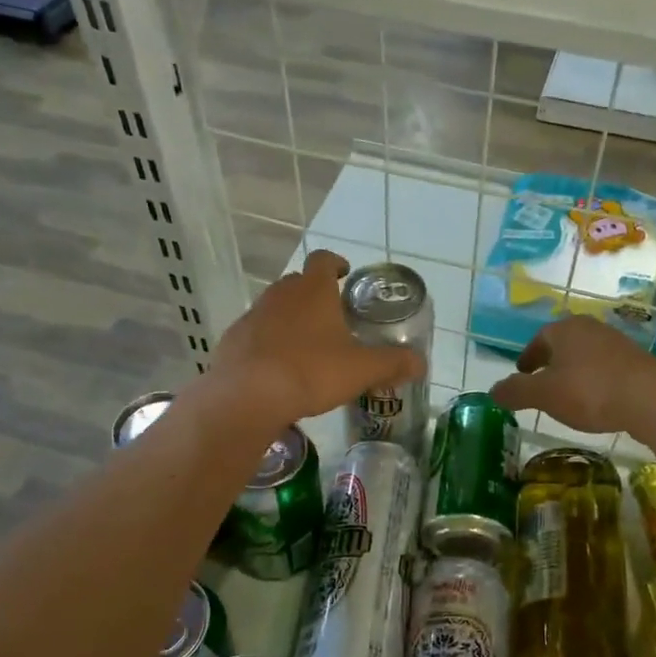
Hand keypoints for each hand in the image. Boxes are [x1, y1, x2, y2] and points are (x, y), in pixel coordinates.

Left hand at [212, 251, 423, 423]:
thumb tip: (421, 364)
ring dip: (291, 318)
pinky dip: (269, 342)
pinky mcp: (233, 339)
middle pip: (298, 282)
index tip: (345, 274)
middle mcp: (281, 294)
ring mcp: (253, 315)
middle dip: (314, 294)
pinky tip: (279, 368)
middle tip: (332, 317)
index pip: (324, 260)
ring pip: (276, 307)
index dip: (336, 263)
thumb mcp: (361, 370)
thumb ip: (393, 363)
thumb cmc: (311, 372)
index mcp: (313, 290)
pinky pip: (256, 333)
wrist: (247, 396)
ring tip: (308, 346)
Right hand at [491, 317, 655, 434]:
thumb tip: (493, 390)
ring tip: (568, 393)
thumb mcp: (544, 394)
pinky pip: (607, 368)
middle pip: (564, 344)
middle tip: (542, 381)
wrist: (649, 397)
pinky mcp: (637, 362)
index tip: (522, 372)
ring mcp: (617, 343)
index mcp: (564, 329)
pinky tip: (597, 400)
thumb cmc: (588, 390)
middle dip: (551, 361)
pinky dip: (595, 380)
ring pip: (586, 355)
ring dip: (575, 371)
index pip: (539, 339)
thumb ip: (516, 391)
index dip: (528, 357)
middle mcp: (590, 328)